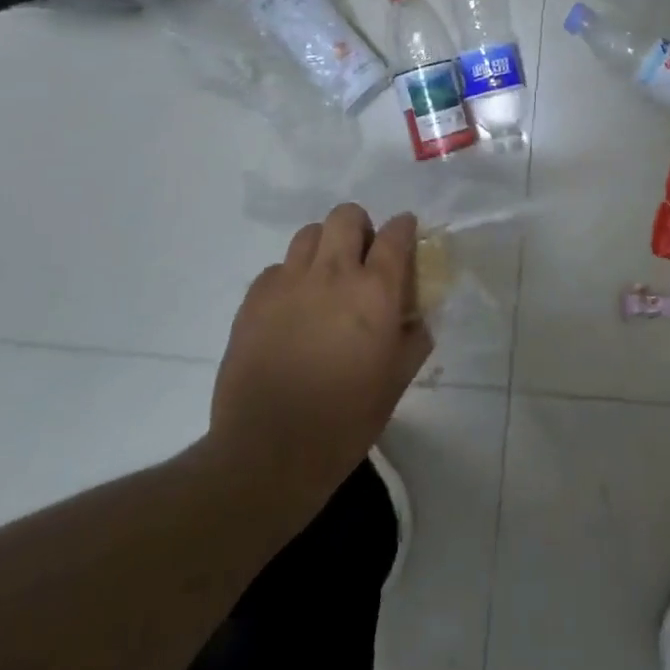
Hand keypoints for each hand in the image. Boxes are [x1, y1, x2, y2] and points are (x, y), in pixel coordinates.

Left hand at [203, 205, 432, 525]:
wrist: (269, 452)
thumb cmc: (346, 420)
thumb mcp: (398, 380)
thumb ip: (414, 337)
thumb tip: (415, 316)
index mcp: (375, 291)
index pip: (395, 234)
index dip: (404, 227)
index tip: (405, 234)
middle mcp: (333, 273)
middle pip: (346, 216)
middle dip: (359, 227)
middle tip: (361, 256)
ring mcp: (289, 282)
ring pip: (309, 234)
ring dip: (324, 246)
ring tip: (324, 278)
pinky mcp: (254, 299)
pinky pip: (276, 268)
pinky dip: (290, 278)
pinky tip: (292, 309)